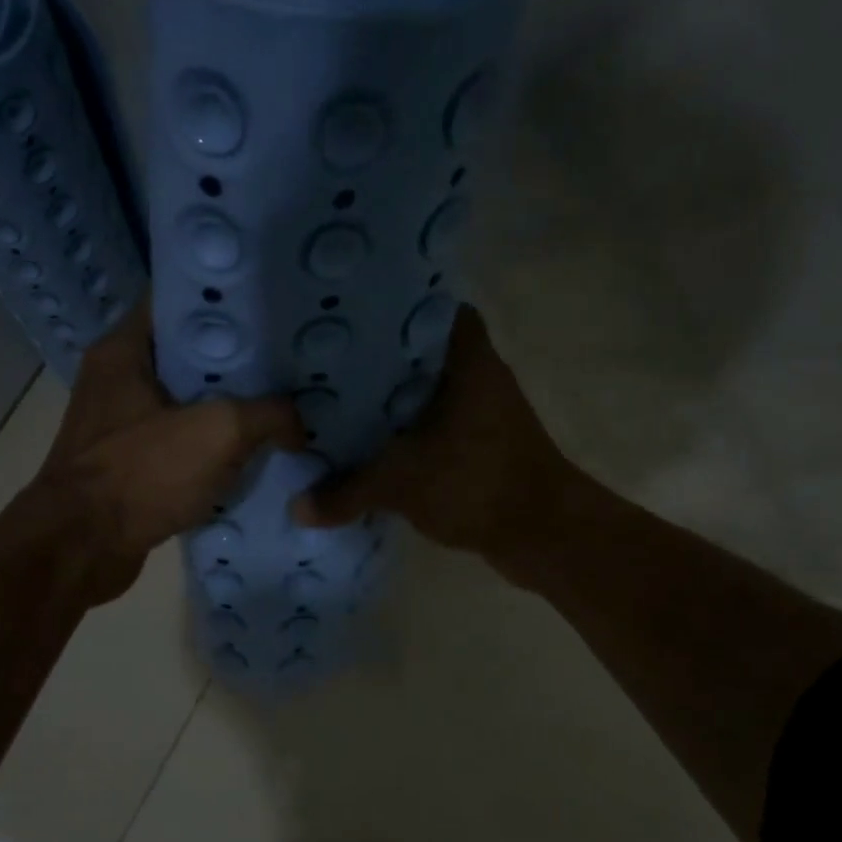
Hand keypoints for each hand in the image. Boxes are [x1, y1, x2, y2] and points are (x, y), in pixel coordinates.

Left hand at [25, 301, 303, 606]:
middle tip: (290, 362)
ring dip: (230, 407)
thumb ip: (269, 414)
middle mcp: (118, 379)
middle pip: (188, 353)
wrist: (81, 550)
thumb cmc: (141, 474)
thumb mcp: (219, 432)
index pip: (178, 300)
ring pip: (187, 401)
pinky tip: (254, 453)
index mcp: (125, 350)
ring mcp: (122, 424)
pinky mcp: (130, 464)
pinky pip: (181, 442)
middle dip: (239, 359)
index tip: (272, 308)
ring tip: (282, 405)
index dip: (226, 301)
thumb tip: (298, 424)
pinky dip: (213, 447)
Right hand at [290, 305, 566, 562]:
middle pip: (418, 351)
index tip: (346, 317)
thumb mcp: (401, 484)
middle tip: (326, 362)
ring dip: (390, 399)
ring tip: (337, 400)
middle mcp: (477, 374)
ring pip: (426, 390)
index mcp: (465, 358)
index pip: (428, 306)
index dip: (389, 308)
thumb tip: (299, 508)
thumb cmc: (476, 484)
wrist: (543, 534)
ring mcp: (482, 410)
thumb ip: (346, 492)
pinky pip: (434, 423)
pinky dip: (407, 431)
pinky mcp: (481, 443)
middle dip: (376, 359)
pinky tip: (370, 443)